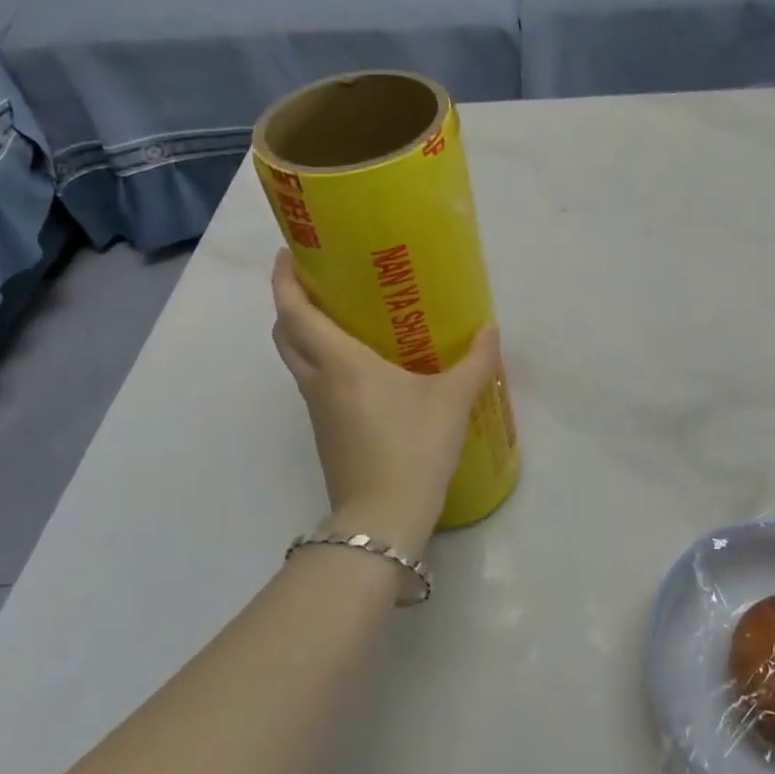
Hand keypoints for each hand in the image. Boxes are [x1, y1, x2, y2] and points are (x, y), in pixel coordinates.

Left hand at [271, 252, 501, 553]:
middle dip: (290, 304)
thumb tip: (490, 330)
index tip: (288, 255)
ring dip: (305, 334)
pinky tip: (361, 367)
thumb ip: (475, 362)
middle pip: (285, 334)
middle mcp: (318, 381)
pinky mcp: (325, 433)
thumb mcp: (452, 400)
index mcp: (340, 362)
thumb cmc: (413, 447)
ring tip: (342, 318)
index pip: (295, 312)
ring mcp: (317, 410)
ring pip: (296, 361)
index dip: (284, 280)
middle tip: (318, 283)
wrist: (384, 519)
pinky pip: (314, 384)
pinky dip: (322, 363)